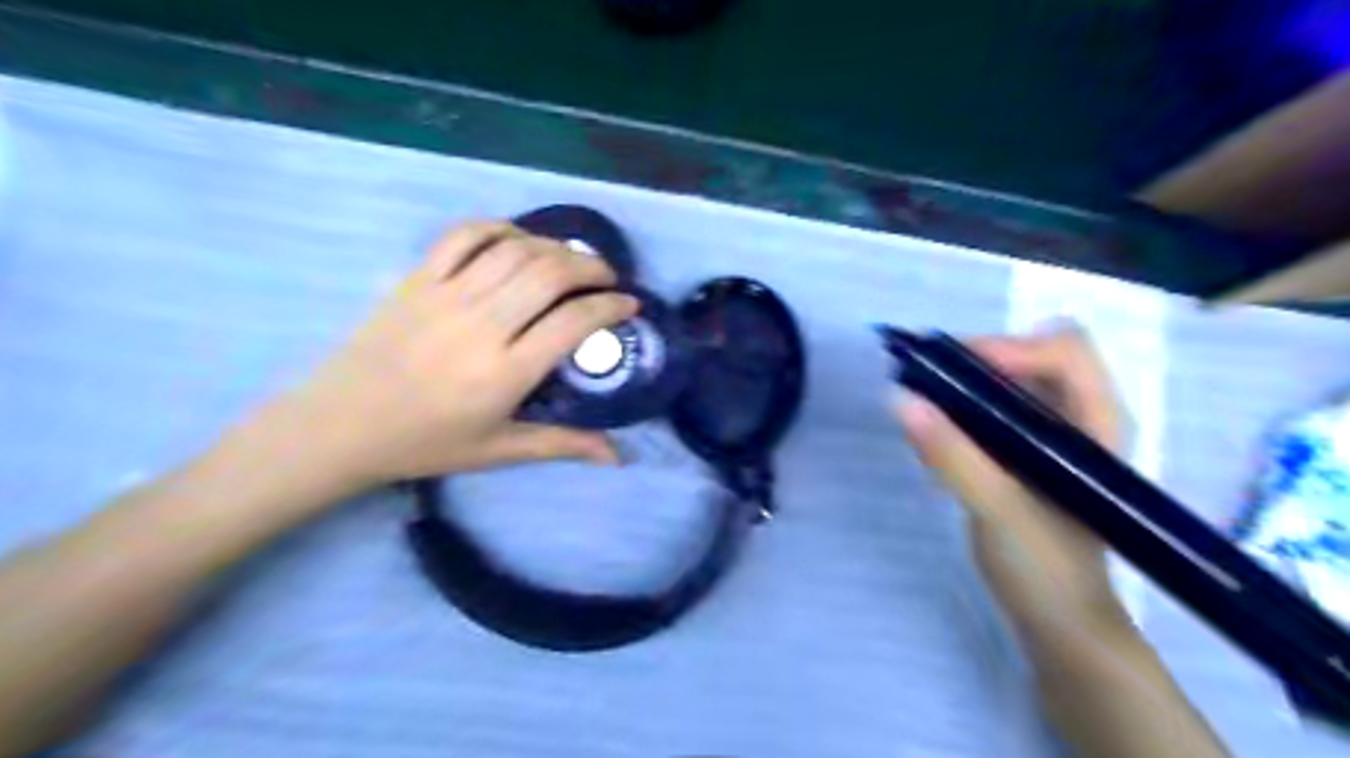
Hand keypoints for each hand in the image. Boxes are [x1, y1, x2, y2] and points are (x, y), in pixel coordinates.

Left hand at [271, 222, 637, 488]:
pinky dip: (500, 228)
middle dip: (591, 268)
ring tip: (571, 260)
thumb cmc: (426, 443)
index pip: (574, 322)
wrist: (340, 425)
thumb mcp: (500, 450)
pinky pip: (465, 235)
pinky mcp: (418, 278)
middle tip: (607, 278)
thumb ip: (563, 445)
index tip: (629, 305)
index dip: (611, 307)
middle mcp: (482, 325)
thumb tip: (618, 456)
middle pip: (550, 274)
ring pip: (515, 250)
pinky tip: (518, 239)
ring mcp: (447, 295)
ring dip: (555, 247)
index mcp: (506, 372)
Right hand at [901, 322, 1130, 632]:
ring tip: (921, 399)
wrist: (1061, 627)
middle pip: (1034, 356)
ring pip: (1011, 383)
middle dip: (978, 359)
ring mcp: (1055, 438)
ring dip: (965, 382)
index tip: (954, 369)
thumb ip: (952, 454)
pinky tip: (935, 432)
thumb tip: (901, 400)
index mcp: (1097, 424)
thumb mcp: (997, 510)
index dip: (1011, 347)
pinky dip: (963, 409)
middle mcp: (1081, 420)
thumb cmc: (1046, 571)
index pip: (1065, 350)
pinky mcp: (1029, 457)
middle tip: (927, 379)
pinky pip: (995, 412)